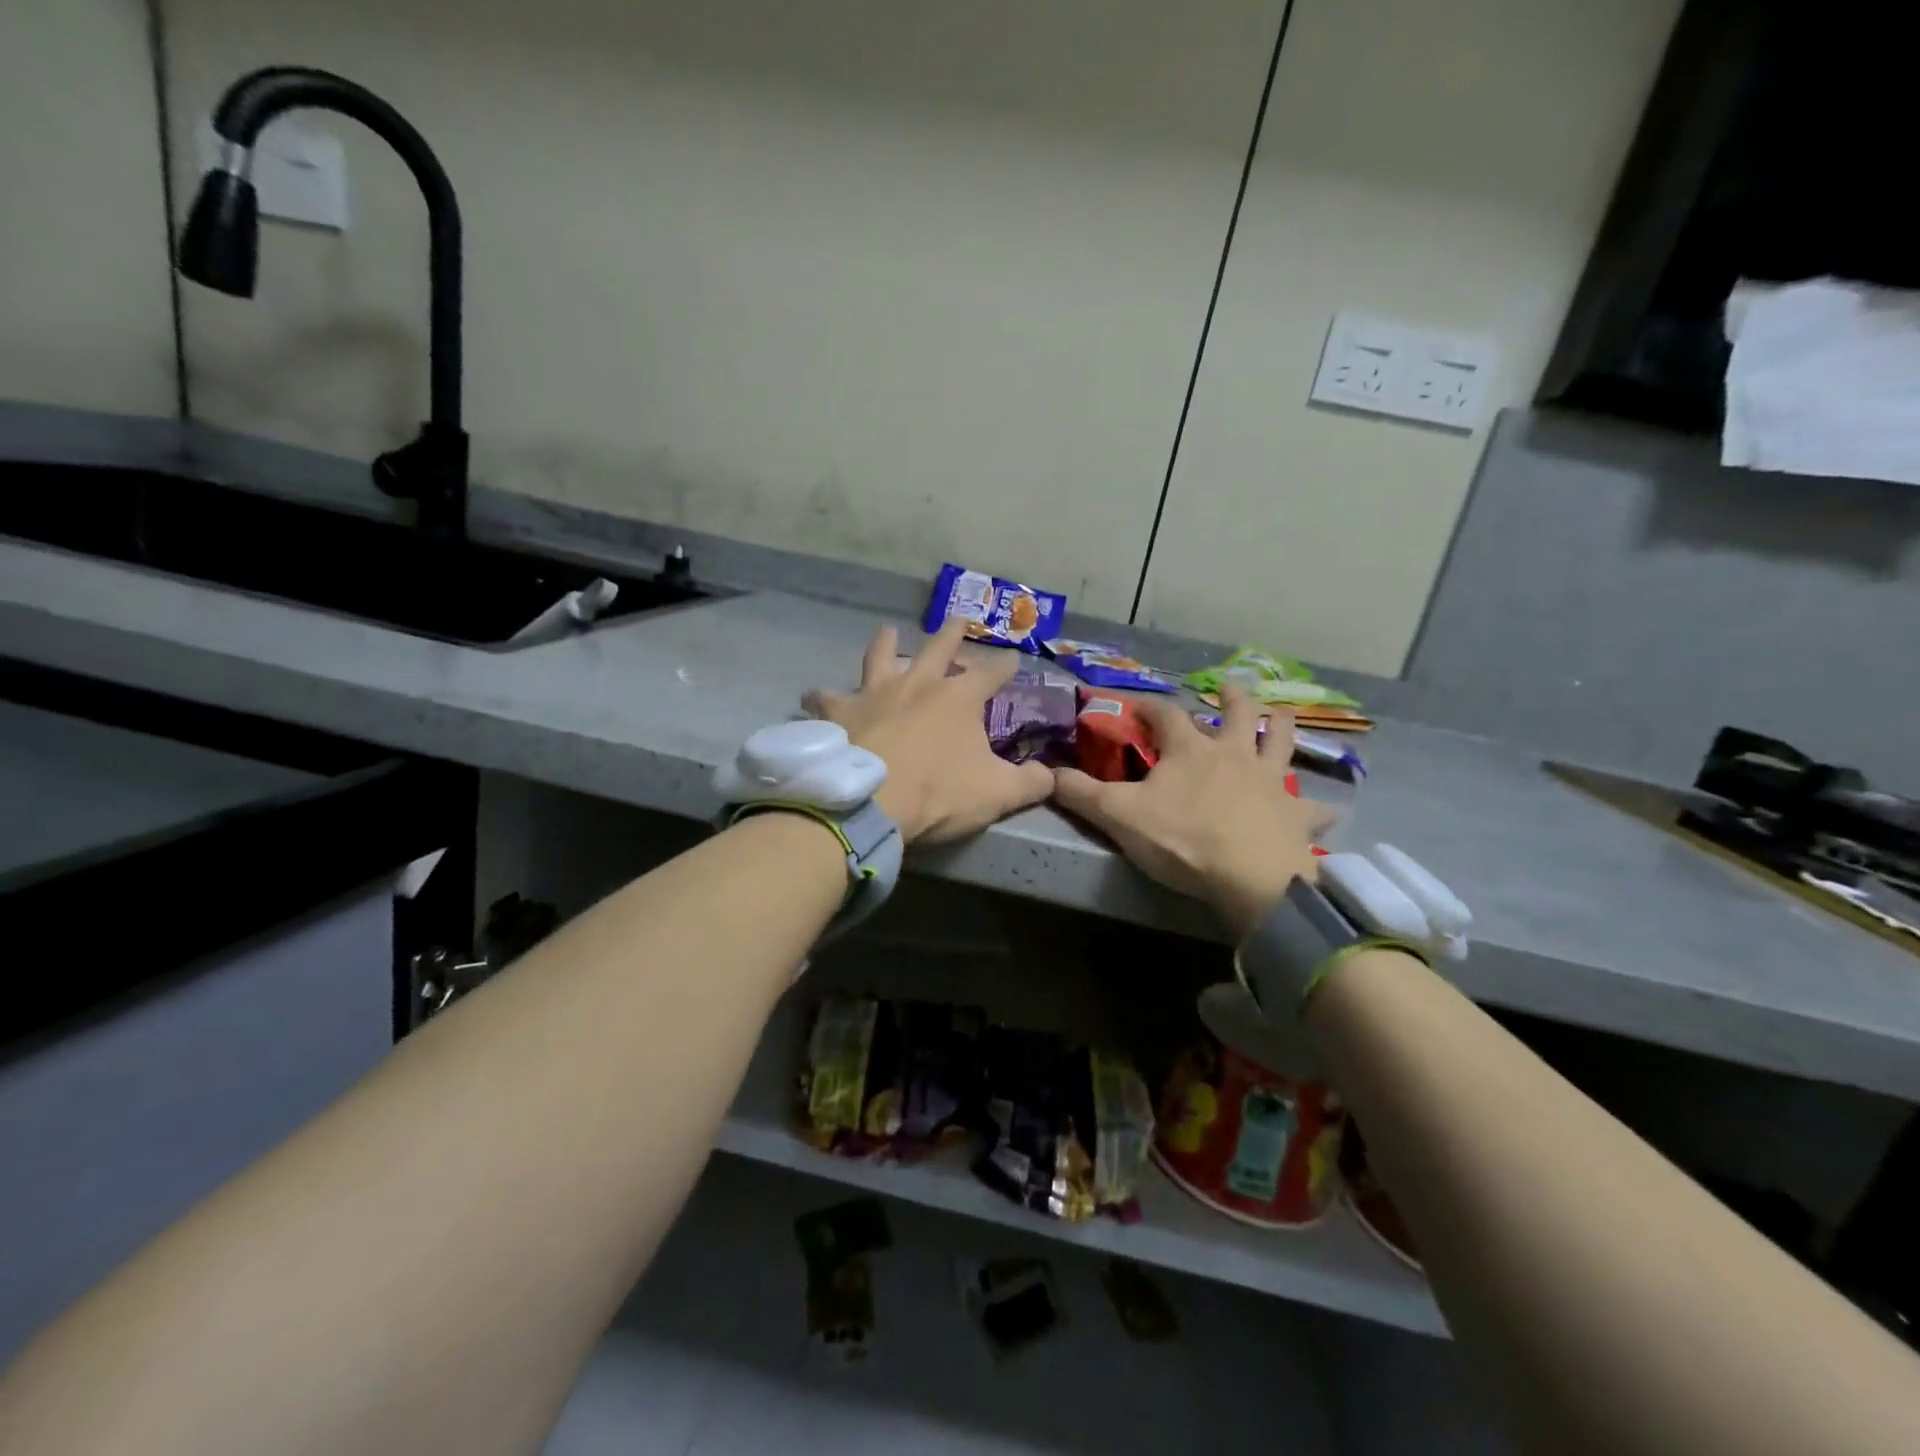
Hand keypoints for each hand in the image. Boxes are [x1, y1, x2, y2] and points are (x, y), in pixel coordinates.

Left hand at [803, 617, 1053, 843]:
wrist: (870, 804)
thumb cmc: (938, 795)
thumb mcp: (998, 794)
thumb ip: (1031, 783)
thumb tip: (1053, 776)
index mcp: (959, 697)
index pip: (992, 673)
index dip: (1006, 665)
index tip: (1015, 658)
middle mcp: (918, 683)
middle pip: (939, 648)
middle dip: (953, 632)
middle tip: (959, 618)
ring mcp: (875, 693)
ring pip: (881, 657)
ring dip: (885, 643)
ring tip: (886, 631)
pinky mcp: (841, 712)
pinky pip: (828, 698)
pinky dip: (823, 698)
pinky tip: (814, 697)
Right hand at [1052, 684, 1333, 935]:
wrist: (1251, 877)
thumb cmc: (1183, 840)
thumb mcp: (1119, 816)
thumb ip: (1081, 794)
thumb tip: (1045, 773)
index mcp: (1190, 751)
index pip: (1165, 715)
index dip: (1148, 706)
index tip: (1135, 703)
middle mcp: (1233, 755)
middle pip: (1238, 714)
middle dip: (1233, 698)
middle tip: (1233, 686)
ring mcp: (1269, 781)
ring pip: (1281, 743)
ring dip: (1281, 727)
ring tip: (1283, 715)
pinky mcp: (1294, 814)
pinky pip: (1312, 806)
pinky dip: (1318, 806)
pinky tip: (1327, 809)